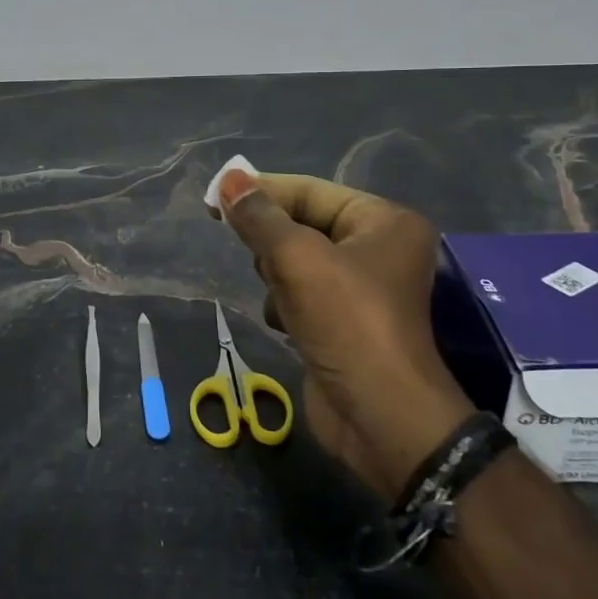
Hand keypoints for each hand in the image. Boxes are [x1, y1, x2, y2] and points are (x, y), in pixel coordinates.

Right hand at [215, 168, 473, 498]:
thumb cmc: (347, 322)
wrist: (380, 418)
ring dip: (278, 278)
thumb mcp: (298, 259)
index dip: (262, 191)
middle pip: (302, 225)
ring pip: (295, 262)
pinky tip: (286, 325)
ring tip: (283, 298)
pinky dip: (285, 305)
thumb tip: (228, 180)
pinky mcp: (342, 323)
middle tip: (258, 259)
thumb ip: (260, 218)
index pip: (310, 191)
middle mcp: (377, 248)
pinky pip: (299, 295)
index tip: (214, 197)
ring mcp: (359, 289)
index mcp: (383, 221)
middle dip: (274, 243)